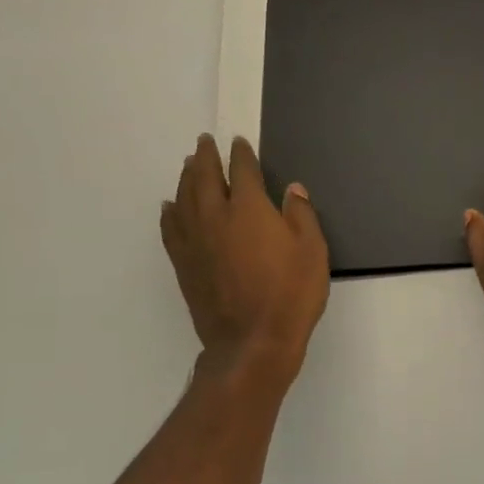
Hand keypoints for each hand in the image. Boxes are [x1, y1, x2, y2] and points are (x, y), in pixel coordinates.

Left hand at [161, 134, 328, 380]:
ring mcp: (195, 241)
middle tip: (204, 143)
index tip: (238, 143)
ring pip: (184, 199)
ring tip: (189, 166)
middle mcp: (216, 217)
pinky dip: (170, 212)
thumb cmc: (291, 293)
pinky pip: (171, 228)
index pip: (242, 172)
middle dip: (206, 157)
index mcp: (249, 210)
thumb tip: (292, 190)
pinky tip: (170, 207)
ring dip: (186, 178)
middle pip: (205, 178)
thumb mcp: (313, 250)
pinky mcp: (184, 264)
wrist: (252, 341)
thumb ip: (301, 215)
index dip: (241, 155)